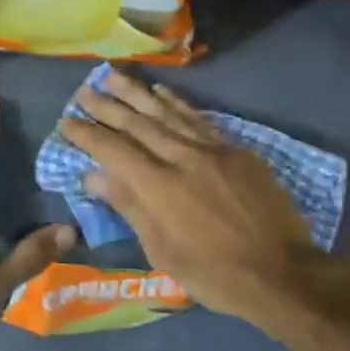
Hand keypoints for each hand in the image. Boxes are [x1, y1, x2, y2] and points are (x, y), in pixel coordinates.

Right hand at [59, 70, 337, 331]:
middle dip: (107, 106)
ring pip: (167, 112)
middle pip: (137, 124)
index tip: (66, 121)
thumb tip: (95, 176)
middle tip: (84, 91)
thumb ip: (129, 206)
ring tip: (114, 77)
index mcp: (158, 187)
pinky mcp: (235, 150)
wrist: (282, 271)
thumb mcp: (162, 250)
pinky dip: (176, 103)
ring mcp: (211, 149)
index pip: (113, 150)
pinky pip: (198, 118)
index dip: (87, 134)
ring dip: (137, 93)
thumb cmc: (214, 273)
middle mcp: (181, 158)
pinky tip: (161, 91)